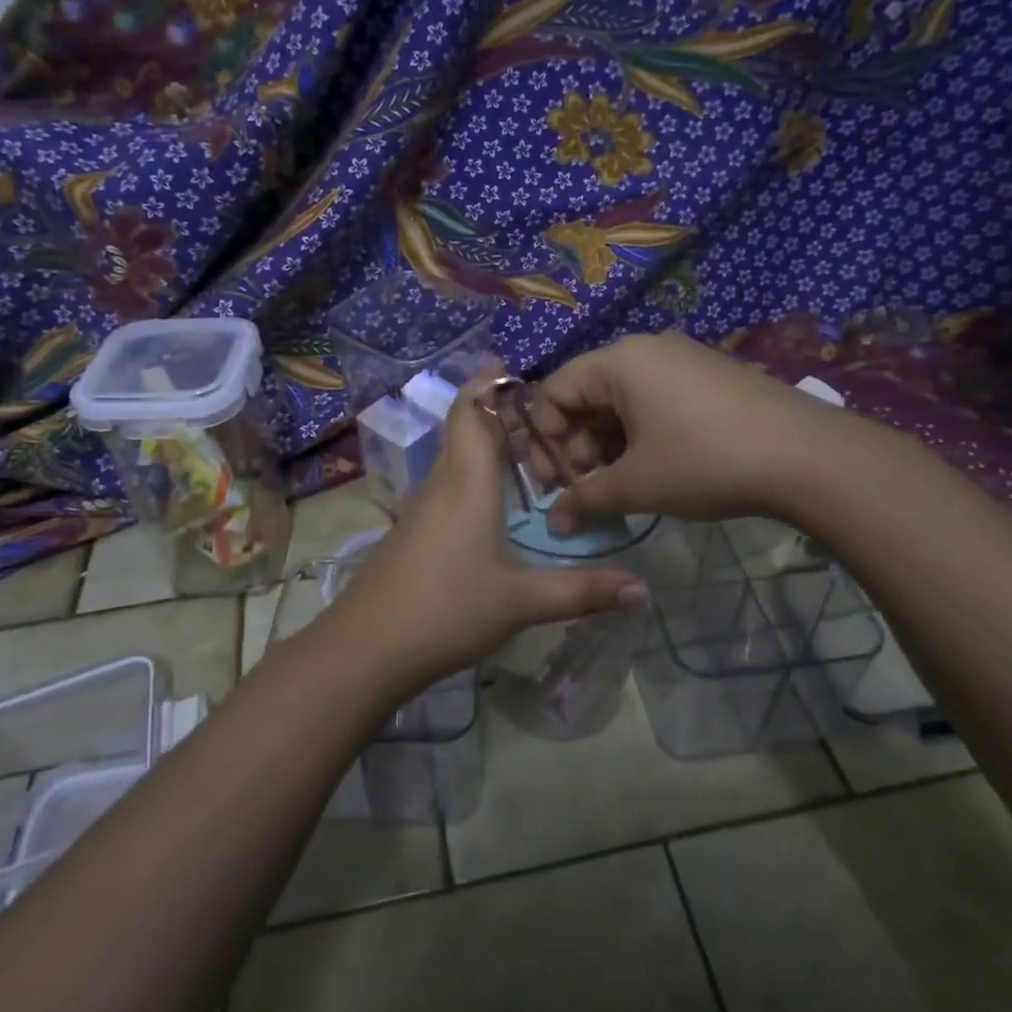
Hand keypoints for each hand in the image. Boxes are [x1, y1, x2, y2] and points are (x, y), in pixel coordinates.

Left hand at [319, 366, 649, 693]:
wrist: (367, 647)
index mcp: (468, 482)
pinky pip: (447, 483)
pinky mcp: (411, 531)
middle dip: (497, 412)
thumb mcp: (522, 602)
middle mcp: (442, 483)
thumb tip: (644, 591)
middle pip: (465, 429)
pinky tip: (492, 500)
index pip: (473, 413)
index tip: (510, 364)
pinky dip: (473, 473)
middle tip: (544, 411)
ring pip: (456, 457)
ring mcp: (421, 507)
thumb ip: (582, 592)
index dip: (488, 384)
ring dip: (486, 444)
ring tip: (529, 448)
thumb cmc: (448, 610)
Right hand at [528, 332, 854, 529]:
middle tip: (586, 490)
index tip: (553, 483)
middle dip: (577, 446)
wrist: (809, 456)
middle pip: (587, 395)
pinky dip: (640, 436)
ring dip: (608, 446)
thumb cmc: (706, 461)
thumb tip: (553, 524)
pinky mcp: (709, 378)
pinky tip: (654, 470)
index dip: (543, 439)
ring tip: (620, 487)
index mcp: (619, 361)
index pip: (554, 390)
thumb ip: (585, 500)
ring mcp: (682, 360)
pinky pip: (655, 401)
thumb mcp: (638, 484)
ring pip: (622, 402)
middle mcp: (647, 349)